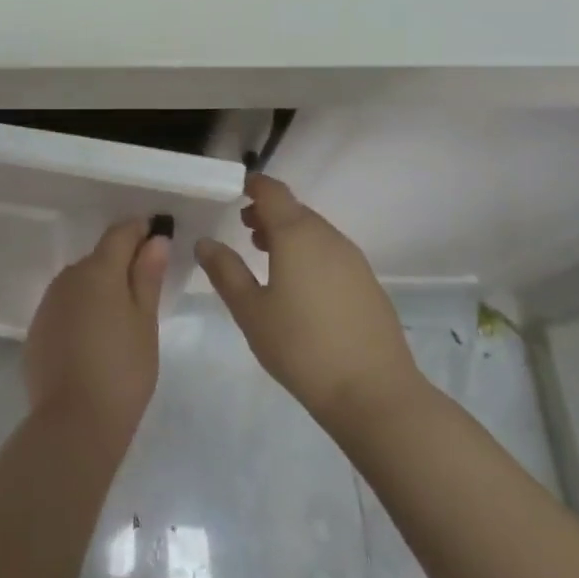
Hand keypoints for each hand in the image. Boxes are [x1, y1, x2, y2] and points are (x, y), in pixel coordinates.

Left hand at [23, 219, 170, 437]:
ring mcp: (48, 304)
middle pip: (99, 258)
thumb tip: (154, 239)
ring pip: (80, 283)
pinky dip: (82, 311)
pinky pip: (65, 307)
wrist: (74, 422)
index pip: (120, 234)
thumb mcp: (144, 322)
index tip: (158, 234)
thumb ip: (147, 276)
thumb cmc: (122, 370)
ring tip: (123, 317)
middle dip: (122, 263)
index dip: (140, 230)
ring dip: (100, 288)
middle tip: (148, 284)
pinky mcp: (38, 329)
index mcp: (98, 271)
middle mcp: (67, 278)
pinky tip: (95, 338)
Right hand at [196, 176, 421, 434]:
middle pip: (294, 210)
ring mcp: (353, 260)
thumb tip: (205, 242)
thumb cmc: (300, 346)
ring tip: (265, 255)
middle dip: (267, 212)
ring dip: (288, 233)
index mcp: (297, 235)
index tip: (234, 191)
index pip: (272, 192)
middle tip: (243, 228)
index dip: (252, 186)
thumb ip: (225, 271)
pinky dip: (308, 253)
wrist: (373, 392)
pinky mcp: (368, 283)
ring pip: (314, 231)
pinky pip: (331, 253)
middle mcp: (328, 237)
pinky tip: (298, 286)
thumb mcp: (250, 310)